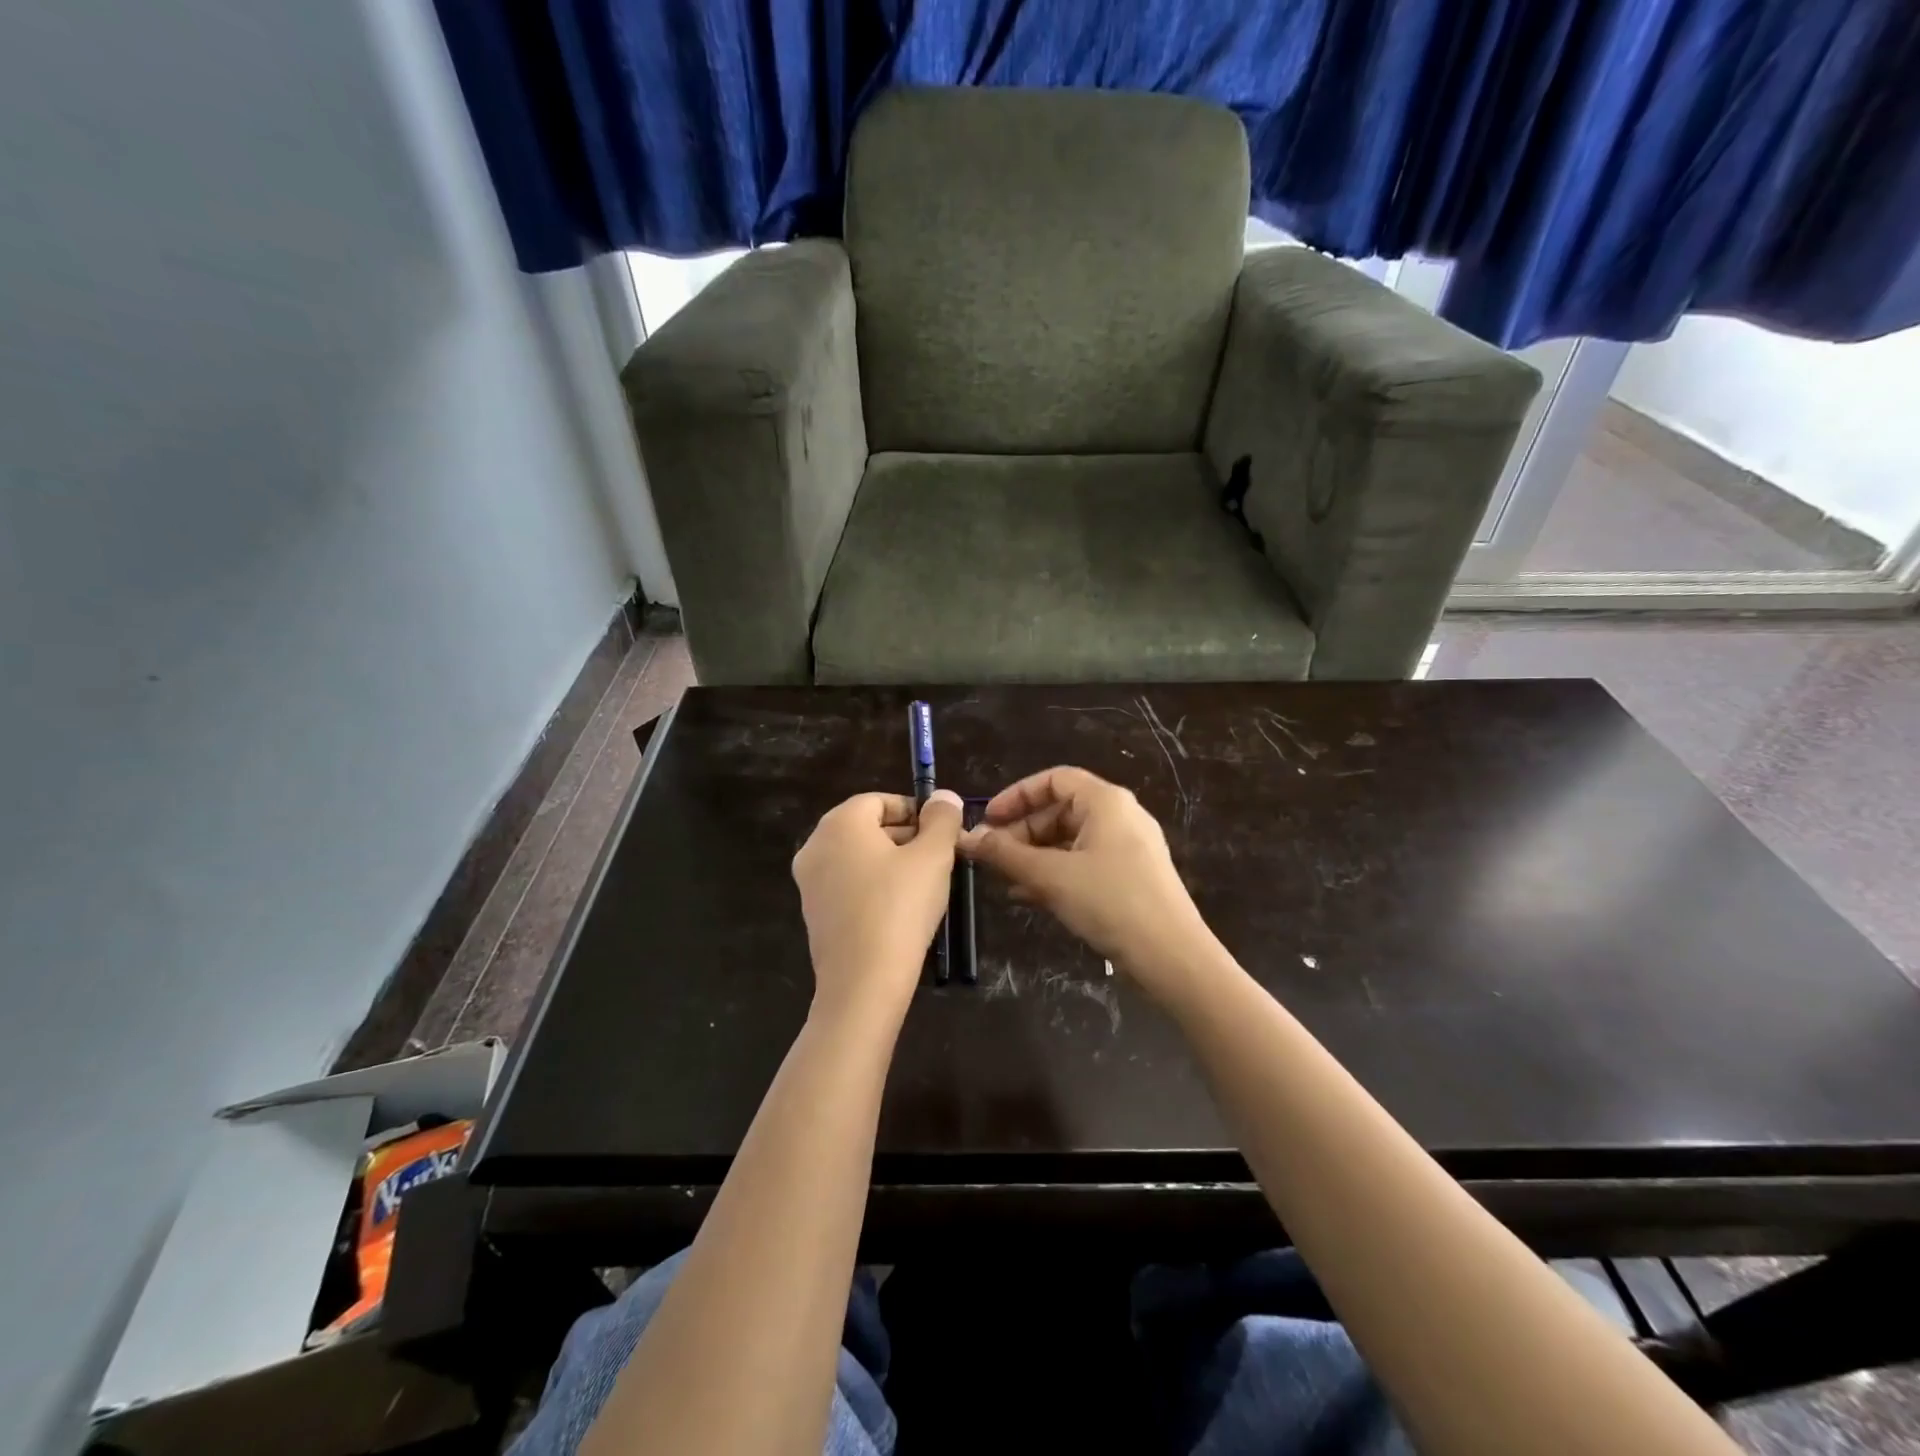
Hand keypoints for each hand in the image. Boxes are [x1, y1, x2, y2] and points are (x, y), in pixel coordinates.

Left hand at [792, 789, 963, 1023]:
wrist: (863, 982)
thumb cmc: (900, 907)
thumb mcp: (933, 856)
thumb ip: (941, 819)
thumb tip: (944, 797)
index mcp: (839, 823)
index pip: (880, 800)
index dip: (916, 811)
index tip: (943, 833)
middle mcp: (815, 845)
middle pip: (867, 827)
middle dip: (906, 836)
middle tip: (941, 859)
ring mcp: (809, 882)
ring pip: (858, 858)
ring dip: (892, 862)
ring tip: (926, 885)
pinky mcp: (814, 913)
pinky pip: (848, 885)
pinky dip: (874, 887)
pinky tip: (901, 910)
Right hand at [960, 766, 1218, 1000]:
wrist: (1172, 956)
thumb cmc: (1110, 902)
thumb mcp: (1050, 876)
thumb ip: (1005, 854)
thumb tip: (967, 838)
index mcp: (1105, 801)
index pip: (1054, 779)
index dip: (1016, 795)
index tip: (988, 820)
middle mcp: (1120, 816)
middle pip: (1060, 810)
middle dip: (1021, 831)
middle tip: (991, 856)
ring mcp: (1128, 847)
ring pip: (1070, 840)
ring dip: (1034, 856)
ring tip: (1004, 879)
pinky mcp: (1131, 877)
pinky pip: (1084, 863)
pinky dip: (1056, 873)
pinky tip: (1029, 897)